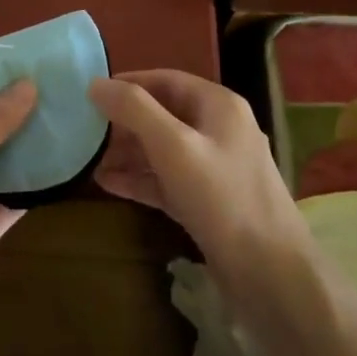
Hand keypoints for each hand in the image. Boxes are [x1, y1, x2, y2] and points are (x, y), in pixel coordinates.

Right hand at [90, 69, 317, 310]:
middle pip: (163, 114)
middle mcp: (219, 130)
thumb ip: (134, 110)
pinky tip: (107, 184)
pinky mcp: (209, 203)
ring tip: (88, 160)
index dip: (127, 83)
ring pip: (163, 150)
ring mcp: (215, 168)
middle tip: (85, 131)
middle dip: (124, 122)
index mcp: (218, 105)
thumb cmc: (222, 197)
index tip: (91, 93)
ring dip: (128, 153)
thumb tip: (95, 83)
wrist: (271, 276)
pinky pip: (167, 180)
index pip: (165, 80)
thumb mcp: (173, 145)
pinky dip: (140, 180)